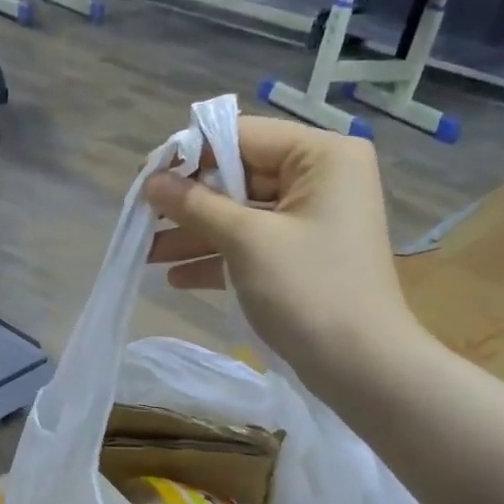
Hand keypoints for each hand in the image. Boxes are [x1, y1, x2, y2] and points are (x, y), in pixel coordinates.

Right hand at [145, 115, 425, 380]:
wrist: (362, 368)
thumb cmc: (308, 291)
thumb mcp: (246, 241)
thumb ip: (196, 205)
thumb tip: (151, 181)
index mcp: (322, 156)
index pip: (243, 136)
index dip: (189, 153)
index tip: (144, 178)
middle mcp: (321, 179)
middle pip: (239, 175)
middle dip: (189, 201)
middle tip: (141, 217)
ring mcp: (312, 221)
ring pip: (241, 214)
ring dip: (195, 233)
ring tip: (146, 252)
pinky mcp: (302, 257)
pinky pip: (252, 245)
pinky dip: (217, 258)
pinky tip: (175, 277)